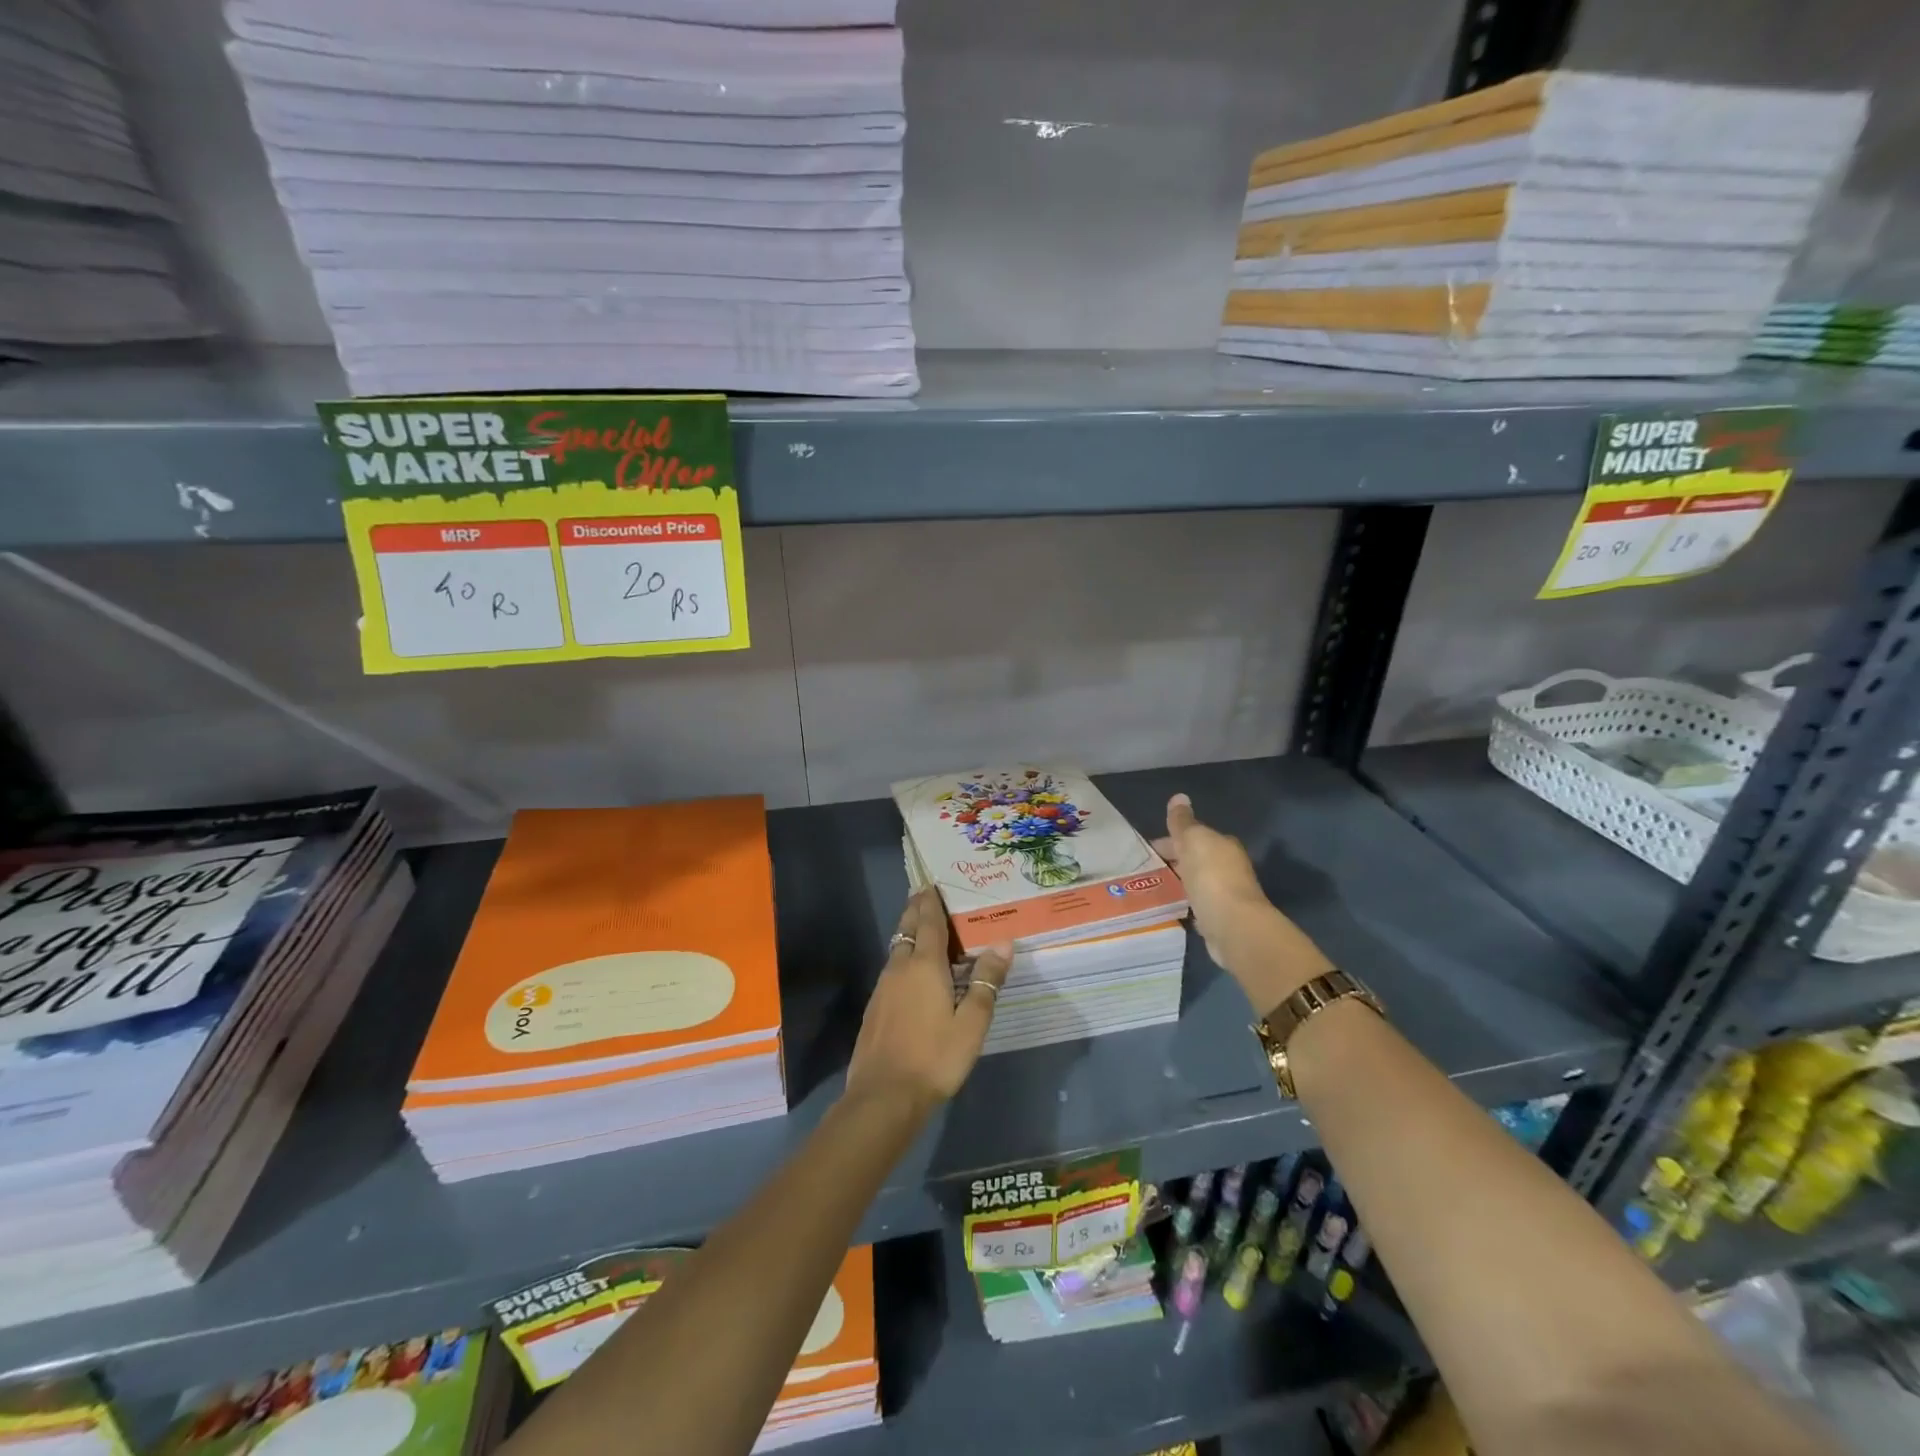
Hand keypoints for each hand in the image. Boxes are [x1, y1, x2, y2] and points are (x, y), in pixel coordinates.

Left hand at [846, 887, 1012, 1114]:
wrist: (884, 1096)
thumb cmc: (935, 1057)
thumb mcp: (972, 1023)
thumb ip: (987, 982)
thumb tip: (1003, 943)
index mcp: (925, 966)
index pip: (929, 923)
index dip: (931, 902)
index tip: (932, 883)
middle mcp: (900, 968)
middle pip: (908, 929)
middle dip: (916, 910)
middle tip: (924, 894)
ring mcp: (883, 987)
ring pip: (897, 948)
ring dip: (909, 933)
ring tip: (922, 928)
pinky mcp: (875, 1007)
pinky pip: (892, 968)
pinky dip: (903, 957)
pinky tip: (911, 972)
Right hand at [1153, 793, 1331, 1014]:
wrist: (1233, 925)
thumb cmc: (1212, 877)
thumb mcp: (1193, 841)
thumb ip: (1183, 822)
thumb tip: (1179, 797)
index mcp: (1223, 845)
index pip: (1193, 836)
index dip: (1169, 840)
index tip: (1147, 851)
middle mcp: (1228, 866)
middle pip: (1195, 858)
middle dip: (1174, 860)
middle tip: (1146, 869)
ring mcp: (1226, 893)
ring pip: (1196, 881)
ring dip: (1180, 881)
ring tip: (1154, 887)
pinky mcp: (1220, 917)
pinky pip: (1198, 904)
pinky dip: (1186, 902)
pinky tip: (1172, 906)